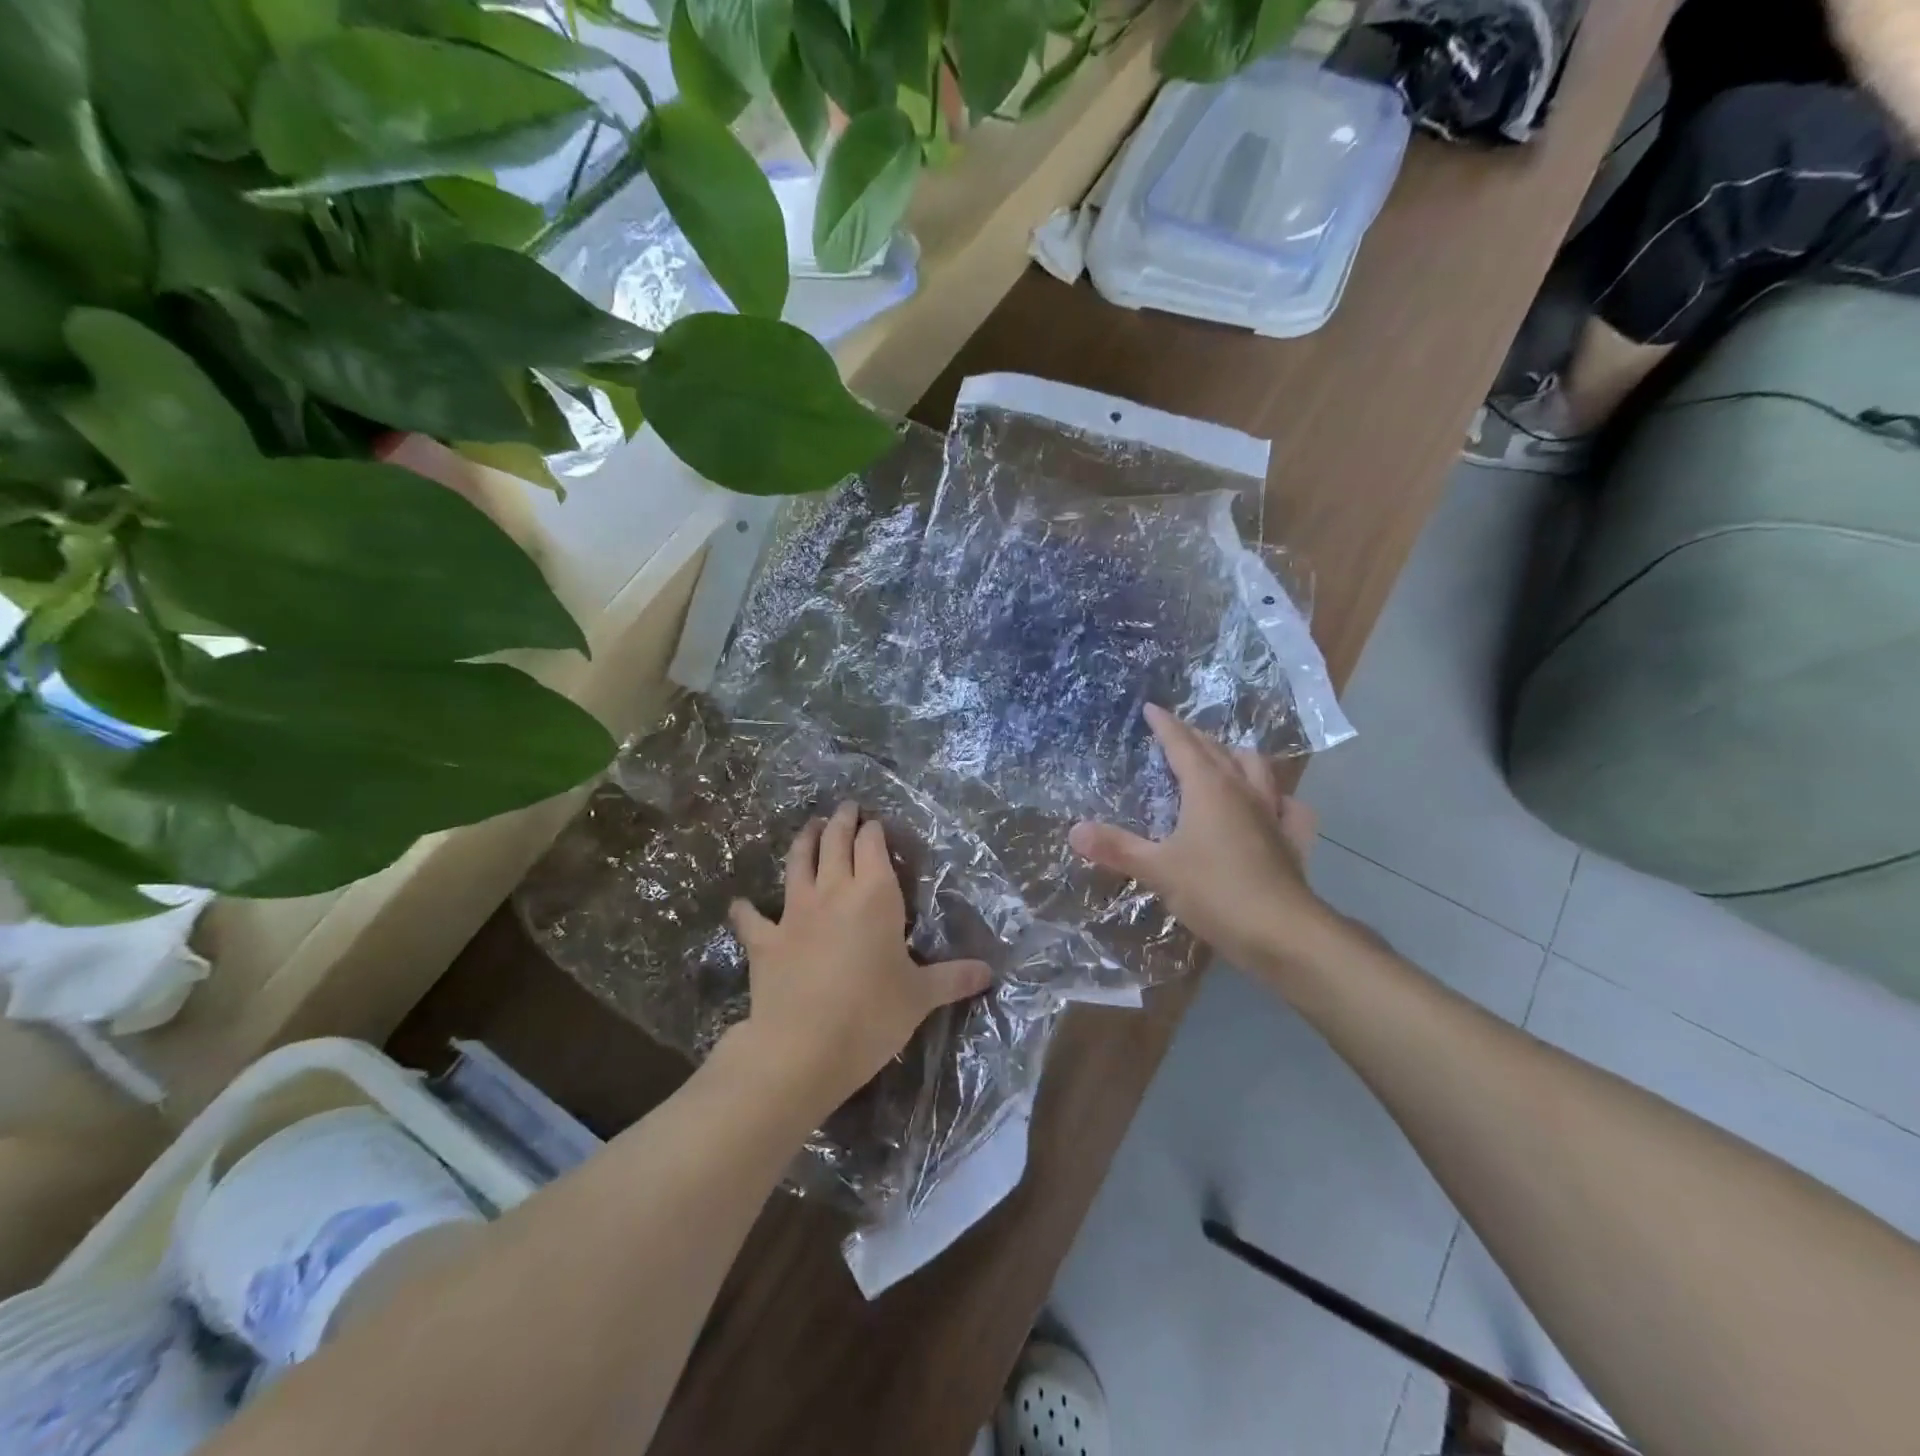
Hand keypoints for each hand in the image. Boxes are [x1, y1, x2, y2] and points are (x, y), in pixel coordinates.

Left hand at [728, 801, 992, 1114]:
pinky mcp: (765, 941)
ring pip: (797, 864)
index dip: (873, 830)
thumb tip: (989, 973)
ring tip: (808, 828)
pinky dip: (746, 909)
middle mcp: (833, 892)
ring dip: (803, 842)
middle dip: (841, 822)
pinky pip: (751, 919)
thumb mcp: (920, 997)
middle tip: (844, 808)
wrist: (803, 1048)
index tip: (875, 822)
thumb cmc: (871, 1015)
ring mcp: (794, 914)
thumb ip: (953, 978)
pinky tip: (740, 903)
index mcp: (874, 895)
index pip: (872, 846)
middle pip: (834, 843)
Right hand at [1068, 704, 1343, 974]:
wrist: (1282, 933)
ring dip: (1237, 757)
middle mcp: (1243, 791)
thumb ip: (1116, 848)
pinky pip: (1289, 807)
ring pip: (1258, 769)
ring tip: (1224, 758)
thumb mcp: (1157, 869)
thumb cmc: (1214, 892)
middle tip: (1178, 733)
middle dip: (1196, 737)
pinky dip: (1279, 798)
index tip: (1152, 709)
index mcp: (1208, 789)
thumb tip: (1074, 831)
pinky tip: (1276, 805)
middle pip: (1218, 751)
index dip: (1165, 726)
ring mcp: (1273, 814)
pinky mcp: (1292, 840)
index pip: (1182, 745)